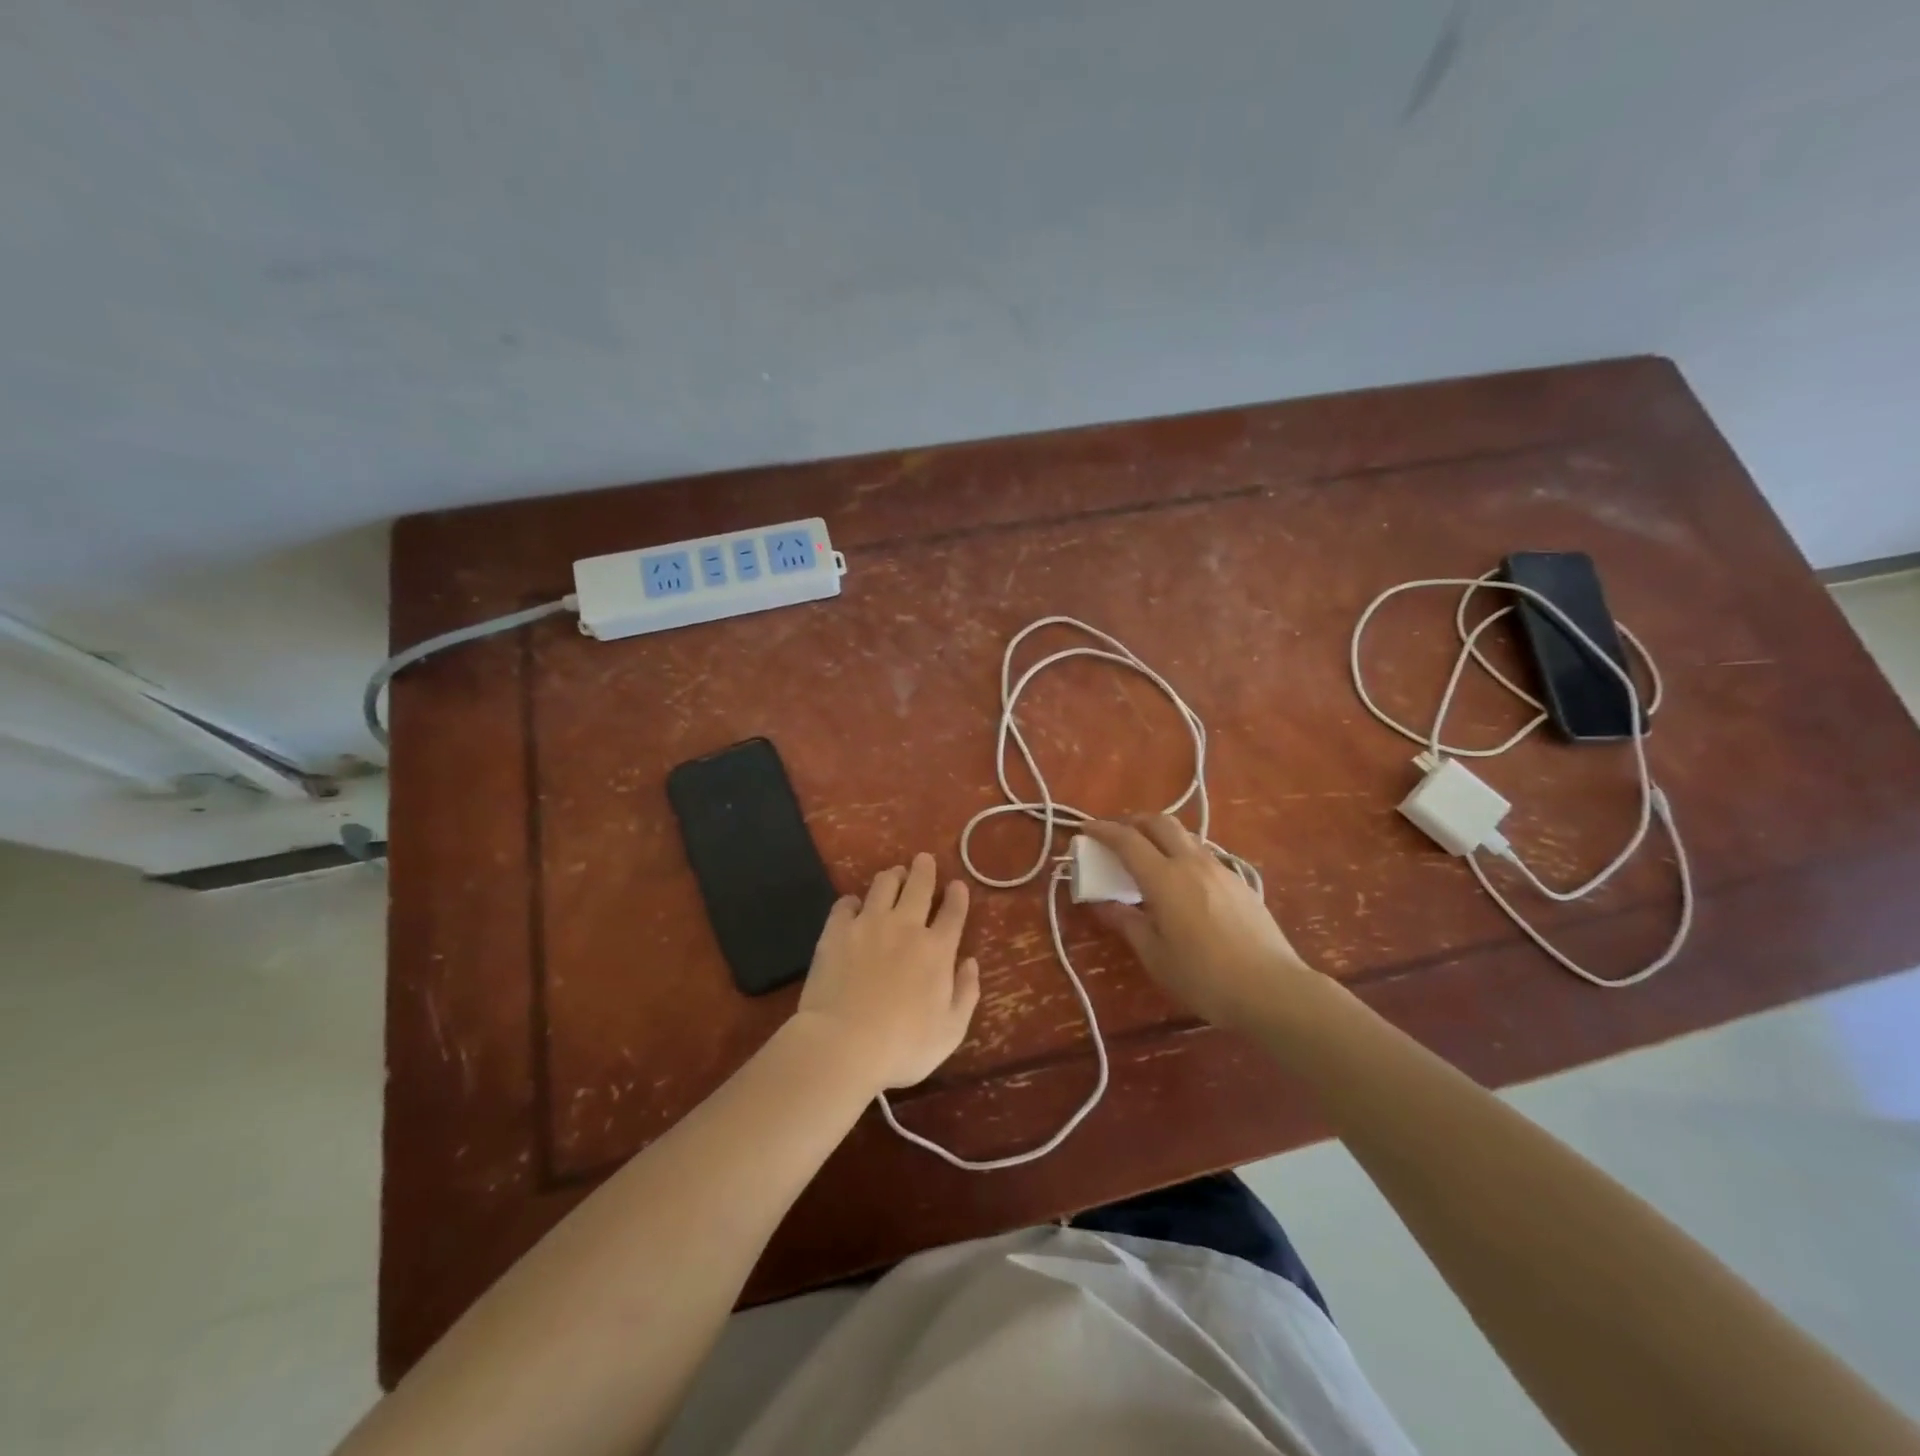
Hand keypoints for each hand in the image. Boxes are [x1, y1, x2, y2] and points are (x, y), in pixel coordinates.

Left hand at [793, 853, 980, 1091]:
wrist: (843, 1044)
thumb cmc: (903, 1045)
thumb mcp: (951, 1031)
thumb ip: (966, 993)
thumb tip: (970, 963)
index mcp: (937, 950)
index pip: (953, 912)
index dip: (957, 895)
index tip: (957, 885)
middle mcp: (906, 926)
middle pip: (919, 885)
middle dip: (925, 869)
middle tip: (924, 860)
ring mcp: (869, 924)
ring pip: (884, 885)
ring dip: (893, 876)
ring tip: (894, 875)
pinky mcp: (837, 931)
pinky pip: (846, 904)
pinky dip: (853, 901)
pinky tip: (854, 906)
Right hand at [1083, 816, 1321, 1032]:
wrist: (1272, 989)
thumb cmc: (1204, 977)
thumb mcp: (1155, 955)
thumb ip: (1127, 922)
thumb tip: (1102, 904)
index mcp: (1165, 878)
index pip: (1127, 840)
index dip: (1103, 830)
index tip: (1086, 828)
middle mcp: (1192, 863)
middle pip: (1160, 822)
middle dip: (1134, 822)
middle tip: (1117, 836)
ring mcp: (1220, 869)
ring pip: (1185, 836)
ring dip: (1161, 835)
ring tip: (1149, 857)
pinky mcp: (1240, 882)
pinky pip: (1203, 855)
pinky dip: (1183, 854)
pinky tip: (1182, 882)